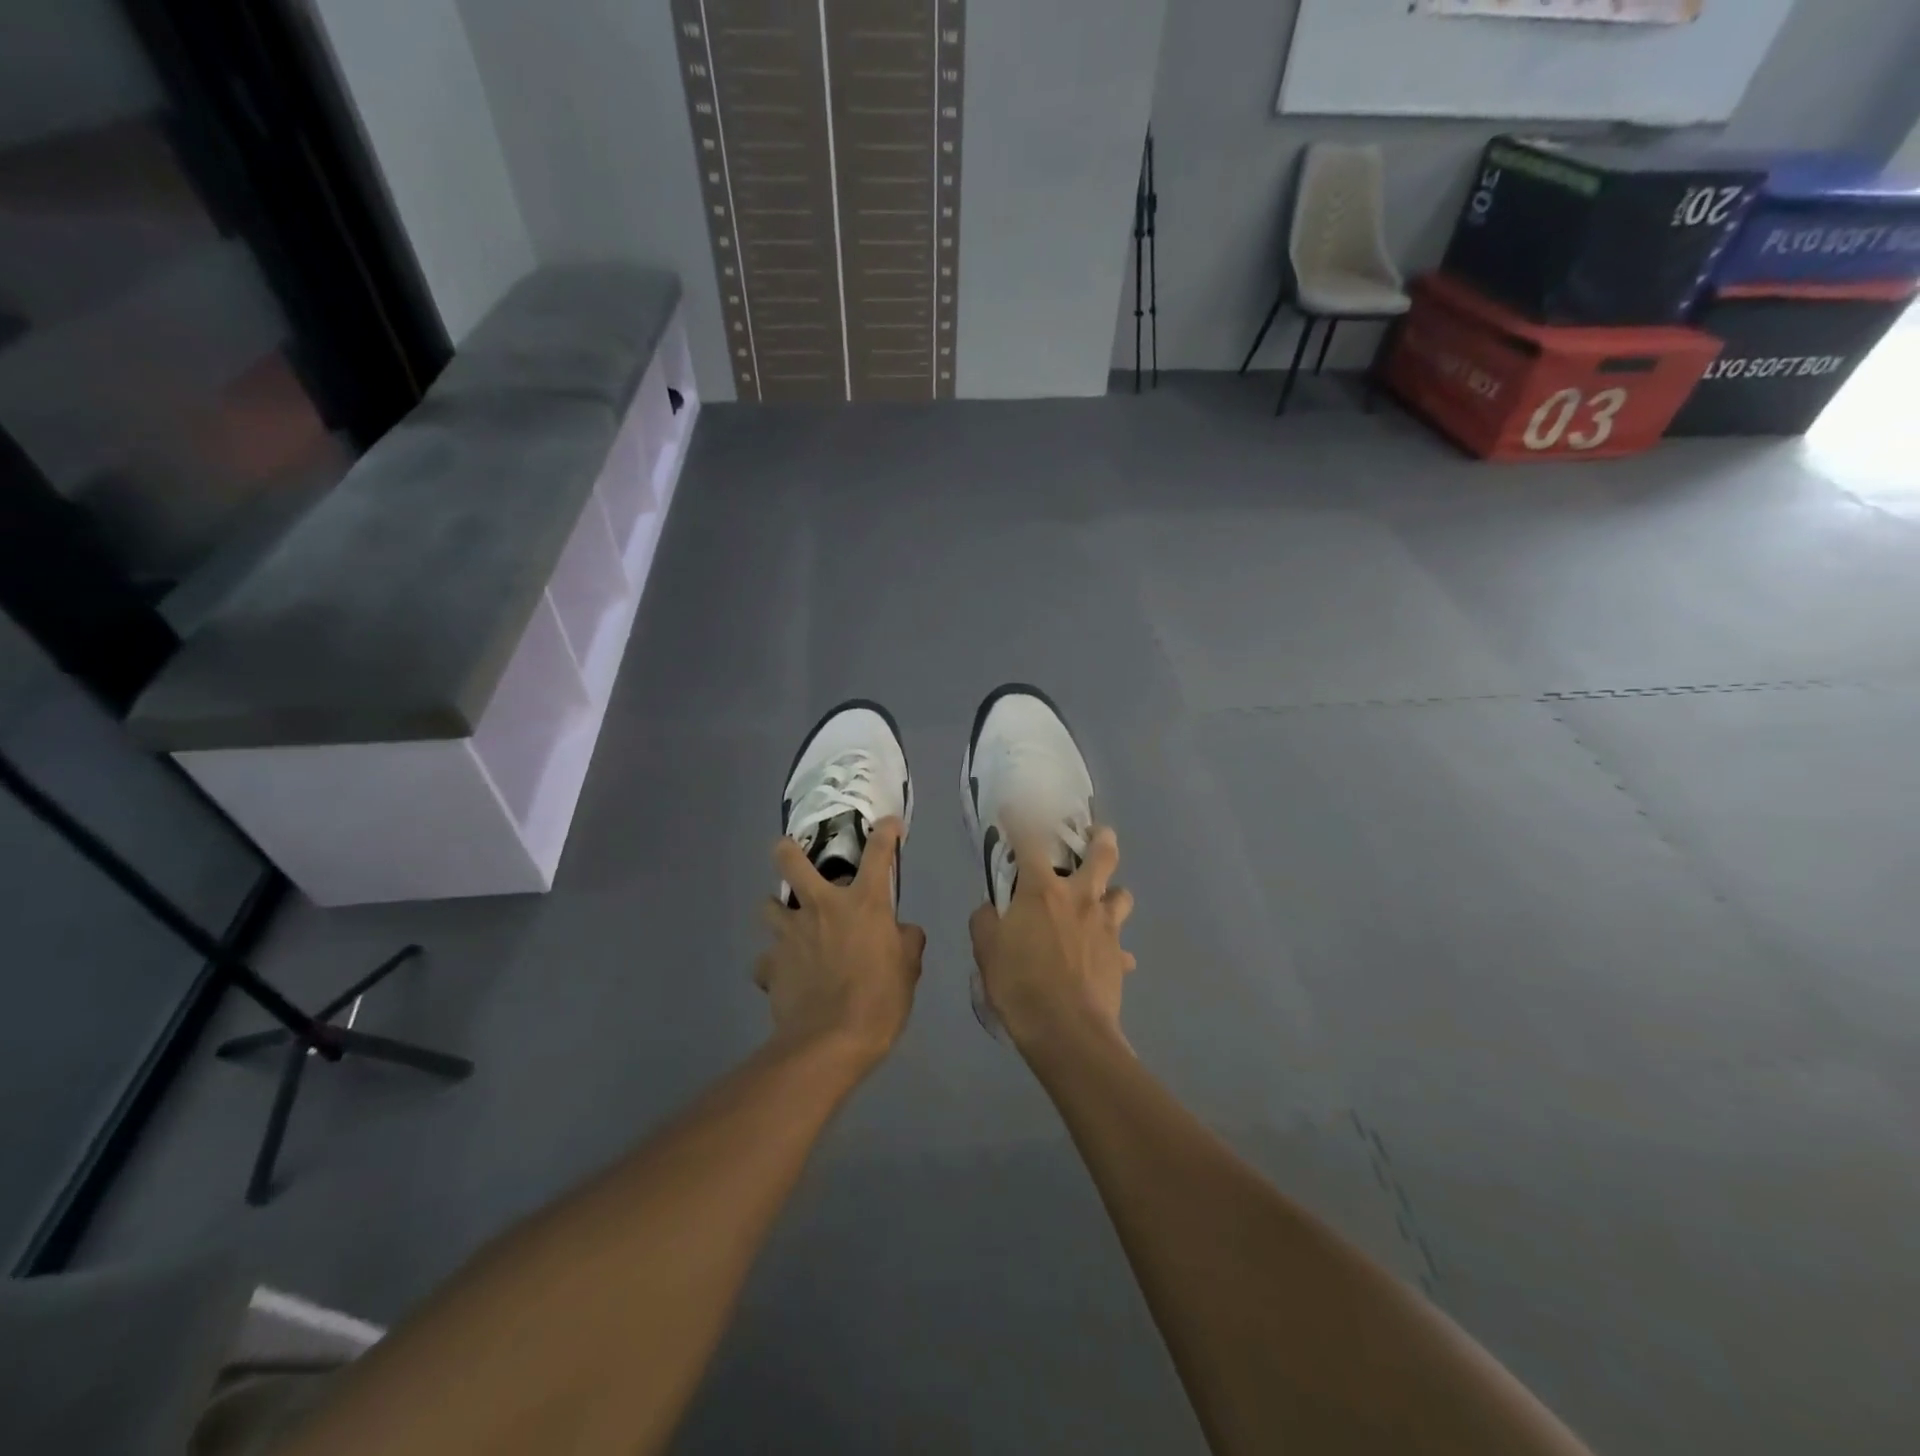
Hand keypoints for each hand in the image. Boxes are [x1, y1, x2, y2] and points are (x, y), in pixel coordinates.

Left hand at [757, 818, 924, 1068]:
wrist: (830, 1041)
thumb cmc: (880, 999)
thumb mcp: (909, 969)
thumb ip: (906, 941)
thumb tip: (902, 932)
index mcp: (863, 903)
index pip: (879, 853)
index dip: (886, 832)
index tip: (889, 824)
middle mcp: (821, 907)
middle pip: (790, 861)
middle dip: (787, 850)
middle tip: (789, 851)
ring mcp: (790, 934)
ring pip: (767, 907)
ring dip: (777, 911)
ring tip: (787, 923)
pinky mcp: (770, 965)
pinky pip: (765, 960)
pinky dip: (773, 965)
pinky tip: (783, 976)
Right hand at [969, 822, 1135, 1053]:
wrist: (1067, 1031)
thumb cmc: (1020, 984)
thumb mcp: (986, 950)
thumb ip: (985, 921)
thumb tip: (991, 909)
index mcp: (1043, 891)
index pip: (1029, 842)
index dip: (1020, 820)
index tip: (1015, 808)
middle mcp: (1080, 898)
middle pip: (1104, 855)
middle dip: (1102, 839)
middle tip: (1097, 835)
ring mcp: (1105, 927)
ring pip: (1122, 896)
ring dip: (1113, 896)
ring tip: (1102, 903)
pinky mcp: (1119, 957)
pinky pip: (1121, 948)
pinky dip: (1114, 951)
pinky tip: (1106, 961)